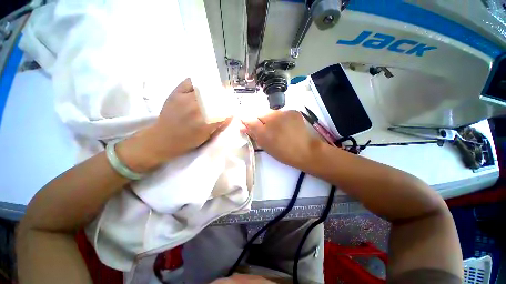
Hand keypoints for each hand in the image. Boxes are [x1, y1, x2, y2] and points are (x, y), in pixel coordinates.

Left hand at [117, 78, 229, 171]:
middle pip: (216, 98)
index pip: (224, 111)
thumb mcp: (206, 138)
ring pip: (205, 89)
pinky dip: (197, 83)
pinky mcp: (176, 94)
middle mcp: (196, 109)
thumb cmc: (186, 142)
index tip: (232, 109)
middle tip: (227, 98)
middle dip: (224, 98)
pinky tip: (202, 87)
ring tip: (216, 93)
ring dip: (214, 90)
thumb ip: (219, 126)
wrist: (162, 139)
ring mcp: (185, 99)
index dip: (230, 109)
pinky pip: (190, 82)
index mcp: (205, 123)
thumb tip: (230, 116)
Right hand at [242, 110, 324, 170]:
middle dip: (260, 120)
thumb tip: (242, 127)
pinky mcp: (292, 111)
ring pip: (271, 113)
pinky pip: (281, 112)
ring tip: (278, 128)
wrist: (306, 150)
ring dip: (271, 119)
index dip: (246, 120)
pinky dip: (281, 118)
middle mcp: (272, 118)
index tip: (245, 123)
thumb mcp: (266, 146)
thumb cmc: (283, 152)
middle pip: (260, 114)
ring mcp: (283, 113)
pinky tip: (286, 125)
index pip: (248, 120)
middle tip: (267, 130)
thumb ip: (253, 134)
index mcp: (264, 131)